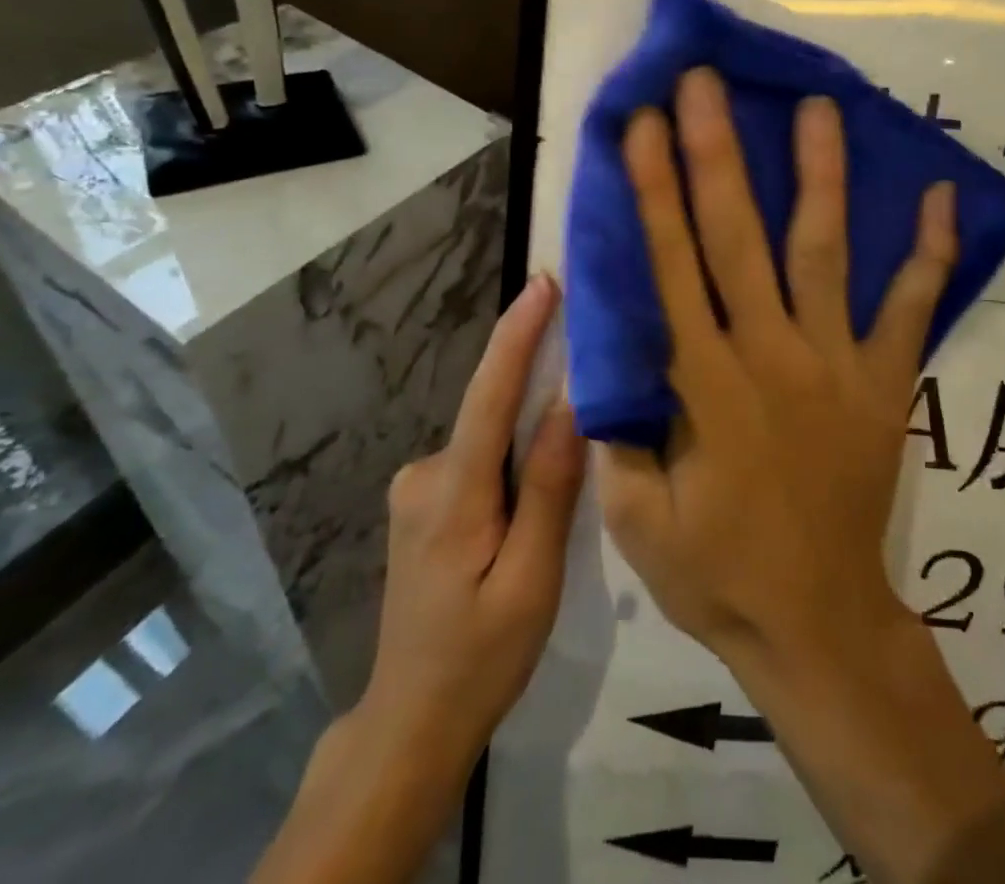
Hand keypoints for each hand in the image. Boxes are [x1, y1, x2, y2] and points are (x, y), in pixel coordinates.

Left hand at [350, 271, 585, 780]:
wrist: (412, 719)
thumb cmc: (481, 657)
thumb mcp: (531, 581)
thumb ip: (548, 489)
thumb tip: (569, 404)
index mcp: (452, 496)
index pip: (489, 395)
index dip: (517, 335)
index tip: (543, 284)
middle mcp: (423, 475)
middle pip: (492, 412)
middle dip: (539, 383)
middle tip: (592, 366)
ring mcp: (416, 487)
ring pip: (488, 438)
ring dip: (527, 433)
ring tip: (570, 456)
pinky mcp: (421, 500)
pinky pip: (478, 457)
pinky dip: (510, 456)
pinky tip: (531, 496)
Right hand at [595, 67, 956, 670]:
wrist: (819, 622)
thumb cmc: (718, 571)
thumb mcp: (635, 518)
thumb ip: (615, 431)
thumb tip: (602, 355)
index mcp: (704, 382)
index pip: (671, 265)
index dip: (655, 190)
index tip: (644, 124)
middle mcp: (770, 353)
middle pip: (737, 237)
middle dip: (717, 153)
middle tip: (707, 83)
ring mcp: (837, 363)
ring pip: (823, 253)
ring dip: (819, 175)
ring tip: (818, 107)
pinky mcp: (887, 382)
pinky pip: (911, 309)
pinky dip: (928, 253)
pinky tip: (937, 196)